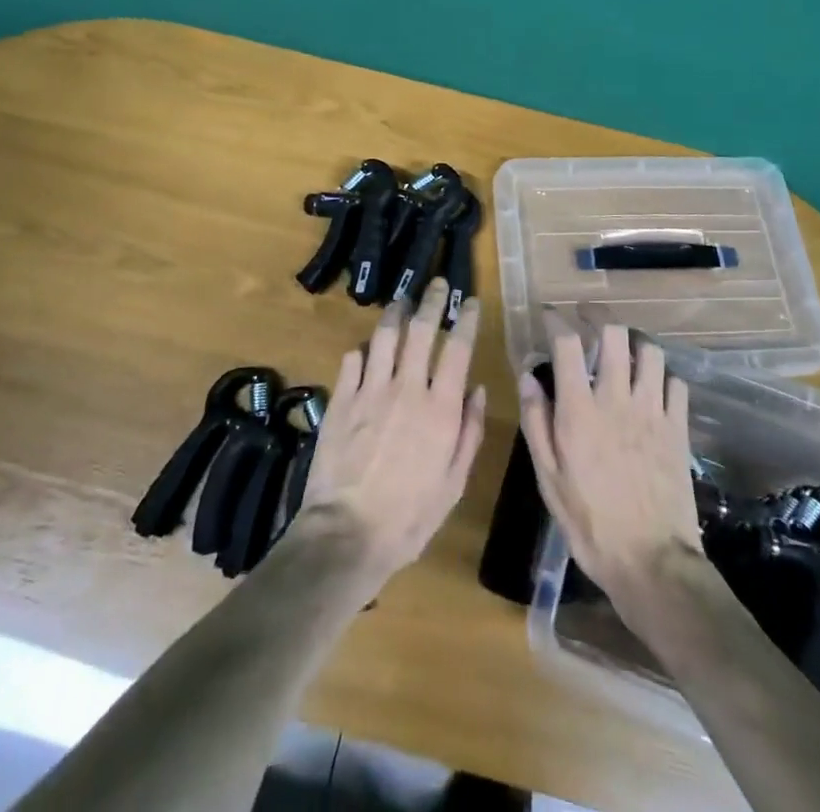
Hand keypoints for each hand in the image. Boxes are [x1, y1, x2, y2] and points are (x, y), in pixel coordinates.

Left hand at [293, 278, 487, 590]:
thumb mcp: (454, 482)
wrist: (348, 533)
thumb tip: (478, 390)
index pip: (458, 349)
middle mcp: (407, 388)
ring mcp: (370, 390)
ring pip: (384, 336)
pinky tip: (366, 348)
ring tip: (402, 301)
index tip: (471, 301)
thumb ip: (469, 432)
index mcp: (440, 408)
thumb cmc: (410, 516)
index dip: (466, 320)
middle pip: (421, 330)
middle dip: (432, 301)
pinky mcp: (341, 399)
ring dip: (395, 313)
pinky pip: (352, 359)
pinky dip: (362, 349)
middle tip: (437, 284)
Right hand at [518, 318, 702, 601]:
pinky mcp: (678, 428)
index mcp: (579, 411)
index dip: (557, 321)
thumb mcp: (548, 478)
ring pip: (650, 352)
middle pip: (614, 334)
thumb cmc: (589, 523)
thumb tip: (528, 376)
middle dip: (598, 317)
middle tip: (586, 318)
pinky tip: (653, 387)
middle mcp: (617, 399)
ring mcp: (653, 412)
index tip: (550, 316)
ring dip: (634, 343)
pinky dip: (663, 376)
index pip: (568, 344)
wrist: (651, 563)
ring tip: (623, 349)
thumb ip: (536, 421)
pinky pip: (676, 383)